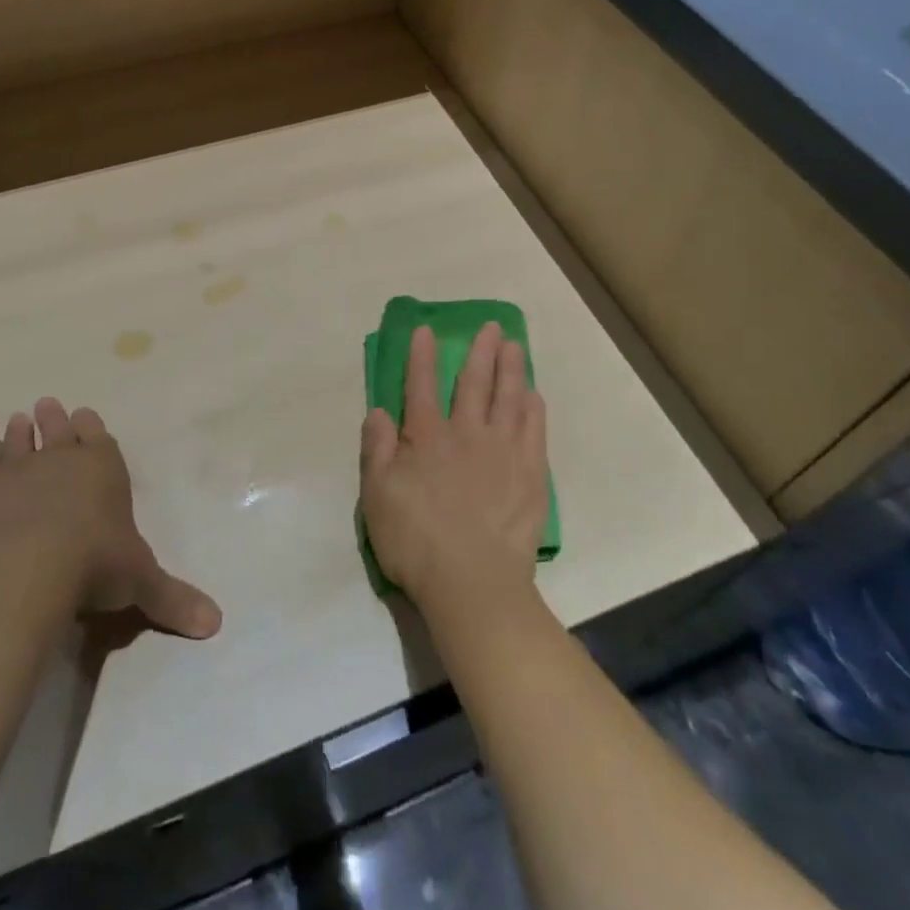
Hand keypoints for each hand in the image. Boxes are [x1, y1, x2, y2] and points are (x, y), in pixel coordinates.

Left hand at [0, 399, 221, 638]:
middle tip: (47, 405)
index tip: (85, 415)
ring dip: (20, 430)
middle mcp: (62, 462)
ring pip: (19, 442)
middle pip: (59, 433)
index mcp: (104, 471)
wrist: (30, 568)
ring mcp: (17, 472)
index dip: (92, 429)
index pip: (100, 442)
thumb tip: (216, 624)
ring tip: (19, 417)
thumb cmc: (95, 566)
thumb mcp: (142, 583)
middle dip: (55, 421)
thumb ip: (173, 598)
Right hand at [359, 323, 548, 611]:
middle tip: (491, 327)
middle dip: (480, 351)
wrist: (473, 582)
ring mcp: (503, 451)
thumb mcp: (377, 496)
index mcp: (426, 437)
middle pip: (474, 382)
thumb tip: (378, 411)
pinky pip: (534, 429)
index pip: (421, 385)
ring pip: (509, 397)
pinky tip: (533, 395)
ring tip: (515, 345)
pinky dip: (533, 407)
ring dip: (511, 368)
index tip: (427, 330)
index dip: (422, 356)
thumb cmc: (416, 541)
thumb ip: (376, 449)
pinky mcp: (530, 474)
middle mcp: (467, 433)